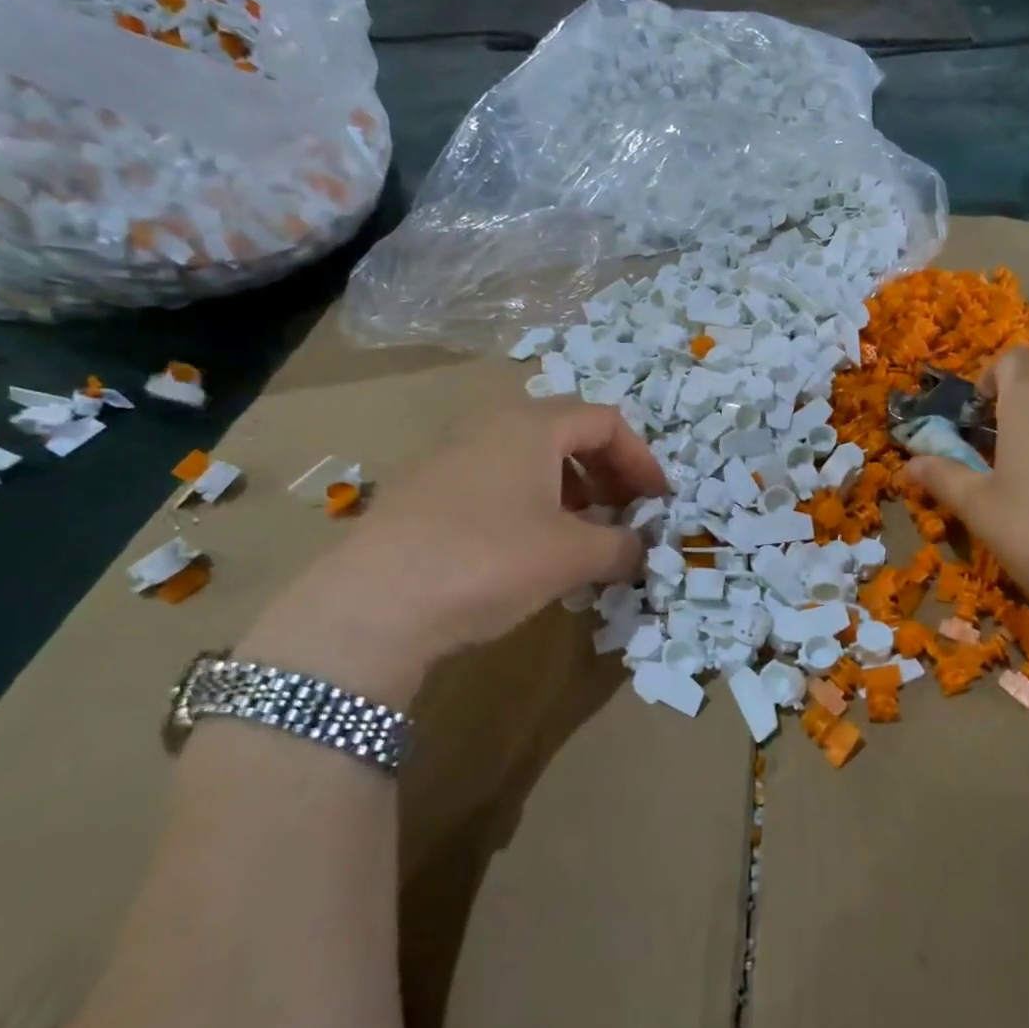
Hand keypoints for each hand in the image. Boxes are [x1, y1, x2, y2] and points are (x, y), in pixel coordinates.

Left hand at [238, 401, 665, 709]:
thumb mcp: (572, 556)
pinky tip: (531, 552)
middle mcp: (490, 428)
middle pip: (568, 434)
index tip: (657, 501)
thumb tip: (641, 550)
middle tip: (624, 514)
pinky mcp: (425, 494)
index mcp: (531, 426)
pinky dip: (531, 506)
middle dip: (608, 473)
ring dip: (571, 491)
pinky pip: (497, 484)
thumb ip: (621, 547)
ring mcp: (451, 458)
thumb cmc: (488, 560)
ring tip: (582, 536)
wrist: (371, 606)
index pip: (606, 421)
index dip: (641, 458)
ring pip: (530, 461)